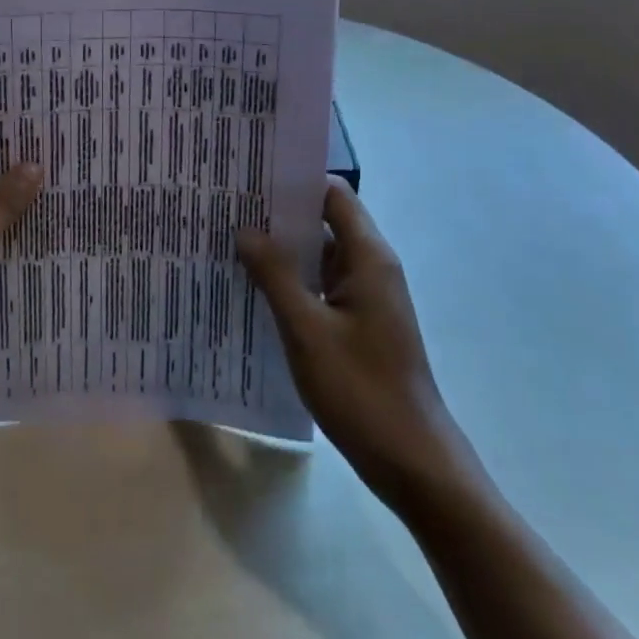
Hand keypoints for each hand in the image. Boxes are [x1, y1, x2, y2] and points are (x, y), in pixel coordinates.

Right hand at [237, 177, 467, 498]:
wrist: (413, 462)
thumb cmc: (362, 390)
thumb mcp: (307, 329)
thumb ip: (275, 275)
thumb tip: (245, 229)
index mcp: (368, 258)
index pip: (332, 195)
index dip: (294, 181)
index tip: (249, 177)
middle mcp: (370, 268)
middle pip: (323, 222)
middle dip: (277, 215)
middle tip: (225, 207)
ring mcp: (365, 298)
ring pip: (318, 257)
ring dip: (280, 250)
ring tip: (228, 241)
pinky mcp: (357, 324)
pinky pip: (320, 287)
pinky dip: (290, 281)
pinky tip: (251, 288)